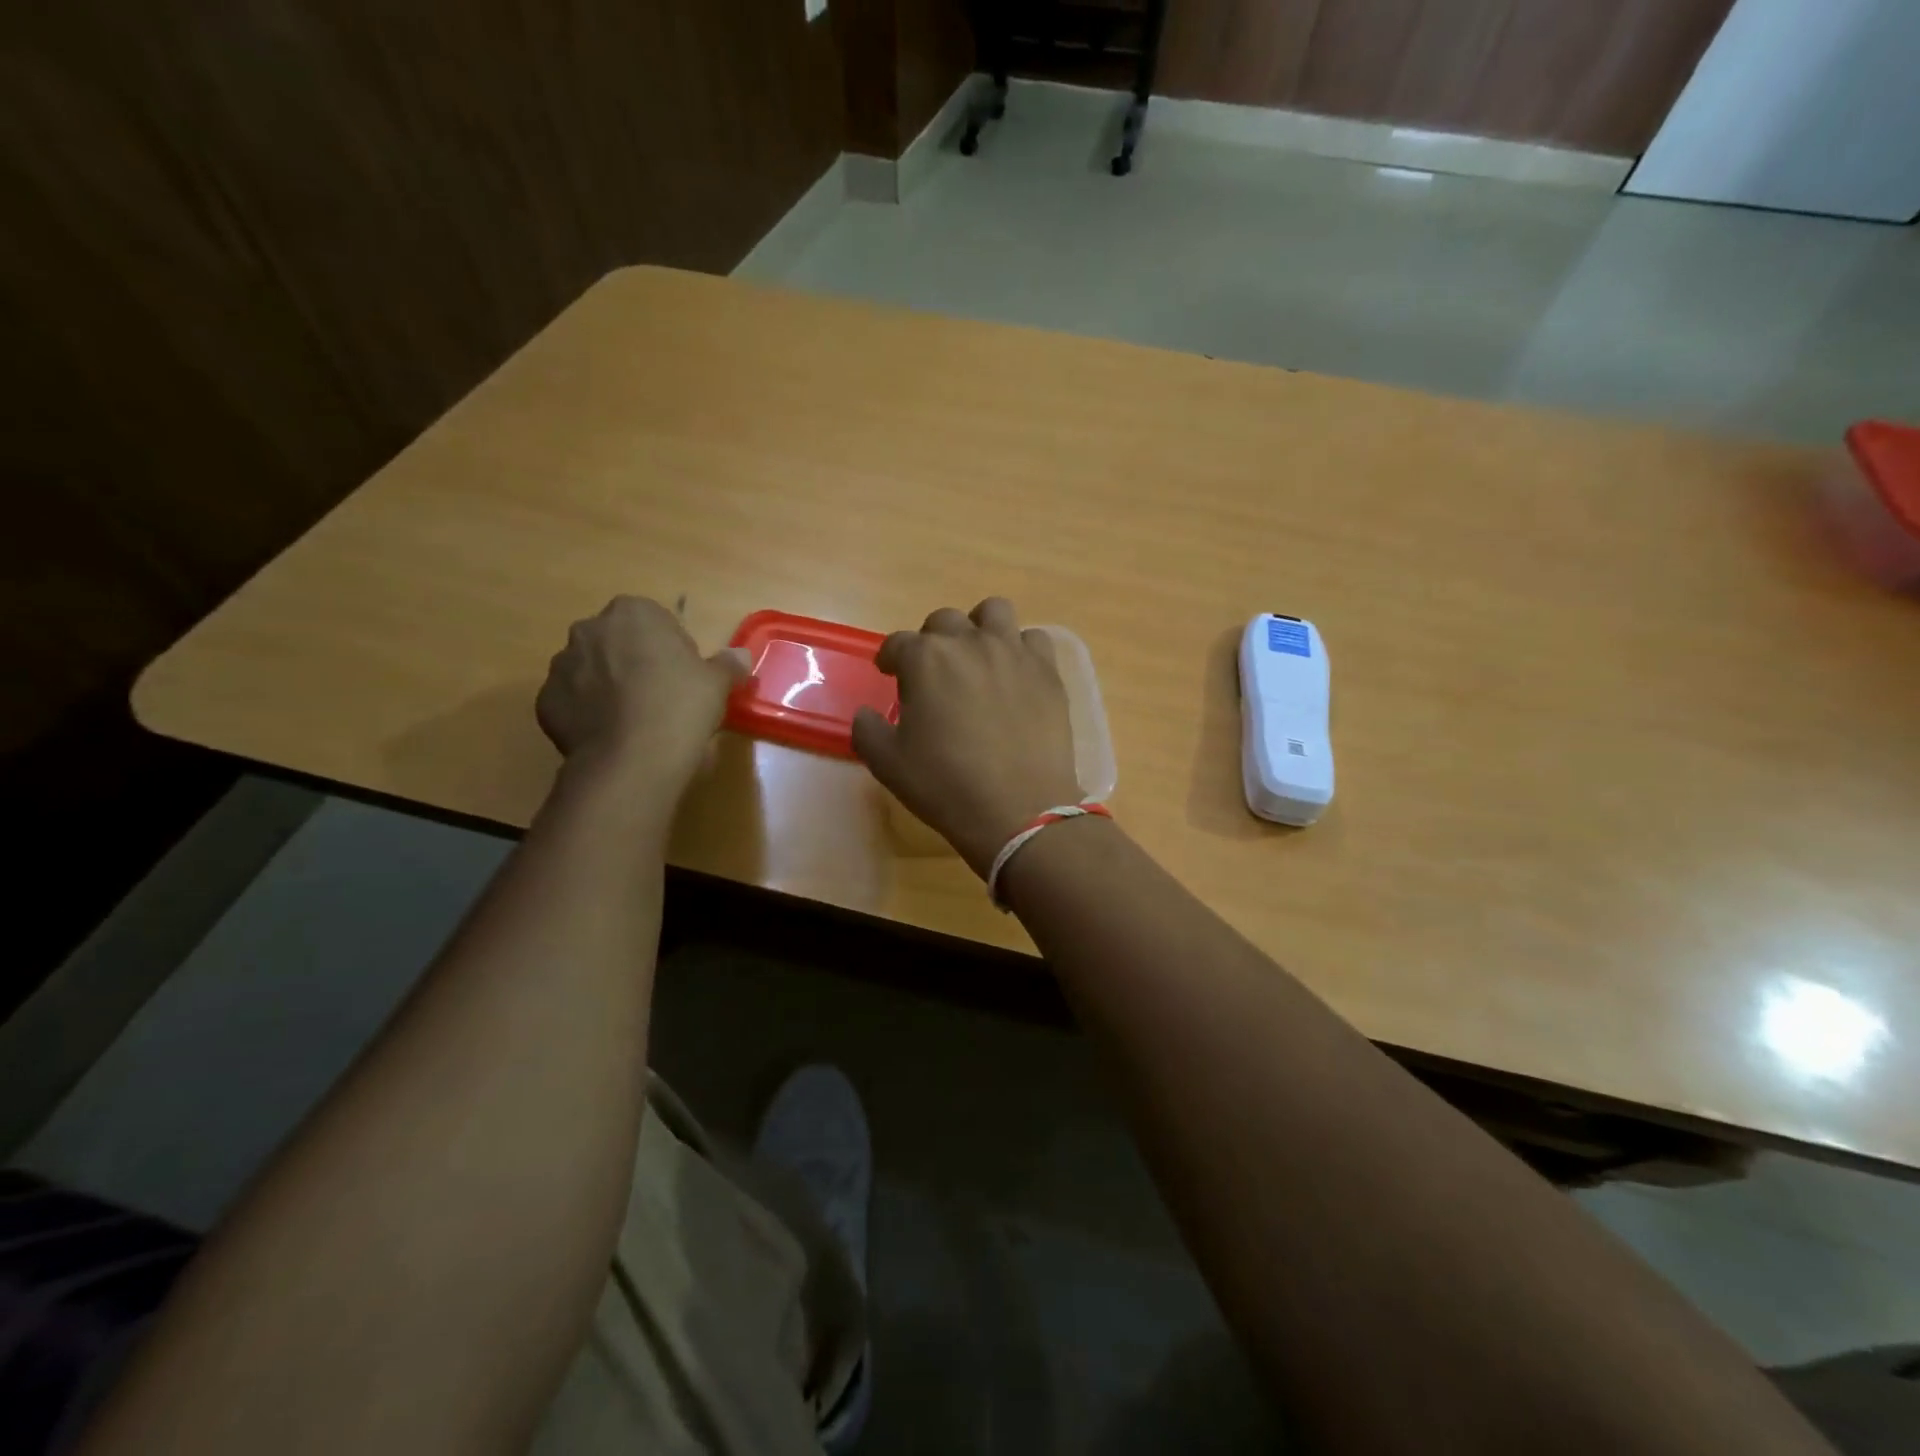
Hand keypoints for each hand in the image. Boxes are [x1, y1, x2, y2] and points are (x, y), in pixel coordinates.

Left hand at [536, 597, 749, 785]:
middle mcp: (589, 629)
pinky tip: (612, 735)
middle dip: (635, 662)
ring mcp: (561, 665)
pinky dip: (589, 713)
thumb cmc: (680, 706)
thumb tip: (740, 656)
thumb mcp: (717, 683)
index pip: (655, 621)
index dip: (672, 648)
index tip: (685, 676)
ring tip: (635, 720)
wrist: (632, 759)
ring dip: (609, 686)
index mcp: (632, 613)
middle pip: (618, 641)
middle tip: (662, 697)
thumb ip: (728, 664)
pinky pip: (573, 701)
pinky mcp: (545, 701)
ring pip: (592, 670)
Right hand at [853, 598, 1082, 876]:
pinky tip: (1015, 675)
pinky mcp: (1047, 672)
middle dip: (932, 641)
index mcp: (926, 660)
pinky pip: (1033, 640)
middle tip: (933, 672)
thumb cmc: (945, 785)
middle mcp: (969, 643)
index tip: (889, 672)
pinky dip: (1021, 649)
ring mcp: (1013, 653)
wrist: (1018, 809)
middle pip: (944, 621)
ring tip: (977, 656)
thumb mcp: (887, 764)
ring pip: (994, 612)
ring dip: (979, 627)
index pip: (898, 643)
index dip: (890, 657)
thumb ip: (867, 730)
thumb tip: (867, 714)